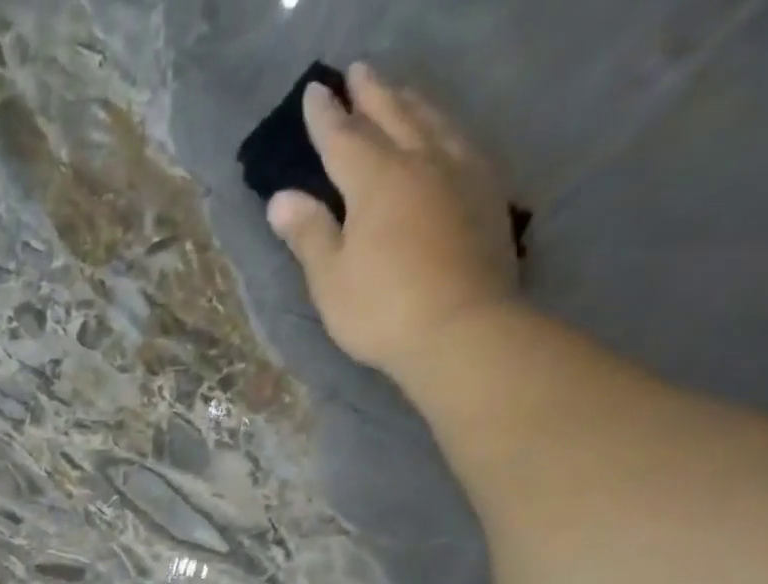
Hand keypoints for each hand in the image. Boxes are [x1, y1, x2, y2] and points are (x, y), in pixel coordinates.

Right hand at [266, 62, 519, 378]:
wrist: (460, 328)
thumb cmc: (381, 309)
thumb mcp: (330, 279)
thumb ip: (309, 234)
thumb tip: (281, 198)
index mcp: (376, 180)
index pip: (344, 138)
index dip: (326, 116)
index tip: (315, 91)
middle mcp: (421, 161)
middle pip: (394, 115)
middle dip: (372, 93)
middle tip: (358, 71)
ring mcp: (460, 172)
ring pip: (433, 122)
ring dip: (411, 102)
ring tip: (399, 92)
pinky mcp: (486, 194)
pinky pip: (460, 141)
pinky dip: (442, 127)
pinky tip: (442, 133)